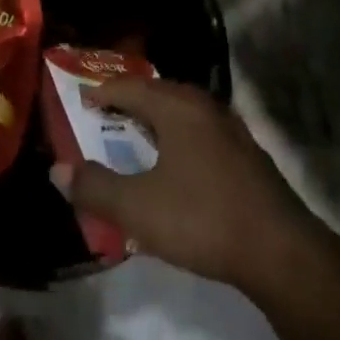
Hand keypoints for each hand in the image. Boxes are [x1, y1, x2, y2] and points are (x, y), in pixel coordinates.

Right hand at [52, 77, 322, 291]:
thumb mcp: (139, 208)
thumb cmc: (203, 219)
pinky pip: (199, 132)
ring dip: (155, 120)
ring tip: (135, 136)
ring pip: (182, 112)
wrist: (281, 252)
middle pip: (158, 93)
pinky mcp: (246, 155)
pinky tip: (175, 164)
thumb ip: (96, 188)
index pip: (130, 87)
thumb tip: (58, 171)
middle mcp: (204, 107)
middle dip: (129, 102)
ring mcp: (230, 129)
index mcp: (177, 107)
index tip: (81, 101)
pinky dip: (177, 137)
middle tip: (104, 114)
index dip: (103, 92)